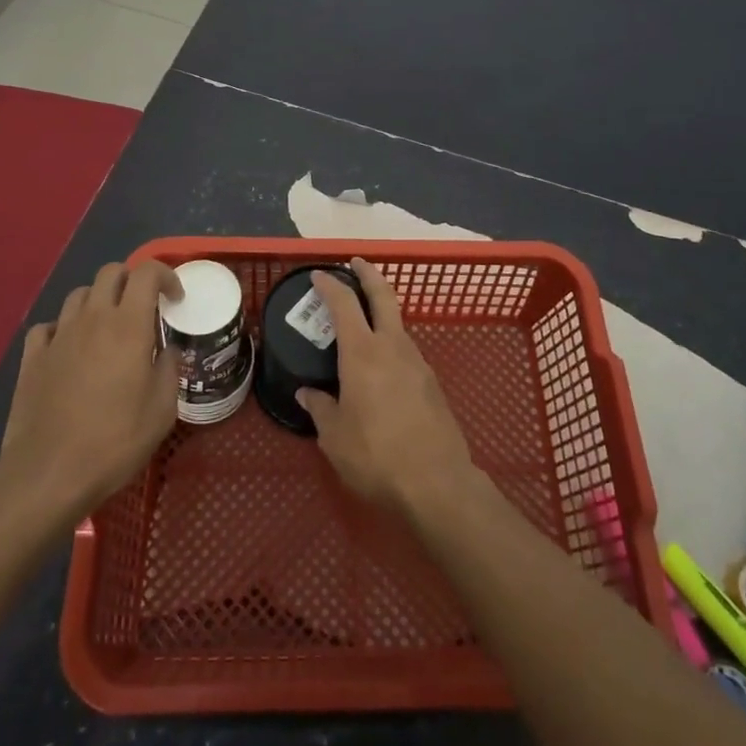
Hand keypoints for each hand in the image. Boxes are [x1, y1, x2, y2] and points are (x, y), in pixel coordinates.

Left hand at [0, 260, 181, 527]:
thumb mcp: (162, 410)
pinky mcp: (32, 357)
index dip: (165, 275)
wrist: (48, 474)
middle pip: (111, 272)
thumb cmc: (115, 440)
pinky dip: (64, 328)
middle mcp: (93, 318)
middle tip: (143, 308)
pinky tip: (70, 349)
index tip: (176, 299)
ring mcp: (58, 335)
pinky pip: (49, 326)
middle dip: (131, 280)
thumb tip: (167, 352)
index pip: (147, 272)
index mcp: (129, 325)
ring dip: (99, 301)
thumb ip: (170, 369)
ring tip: (108, 328)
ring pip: (80, 294)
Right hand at [296, 257, 477, 517]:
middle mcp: (392, 346)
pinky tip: (382, 367)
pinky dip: (391, 344)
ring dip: (382, 312)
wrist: (437, 482)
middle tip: (356, 263)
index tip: (318, 275)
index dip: (330, 286)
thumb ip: (321, 409)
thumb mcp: (335, 437)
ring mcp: (417, 362)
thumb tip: (308, 393)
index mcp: (362, 353)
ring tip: (363, 323)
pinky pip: (407, 351)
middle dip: (369, 274)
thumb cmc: (376, 456)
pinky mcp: (432, 382)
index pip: (344, 304)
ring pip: (398, 324)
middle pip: (383, 295)